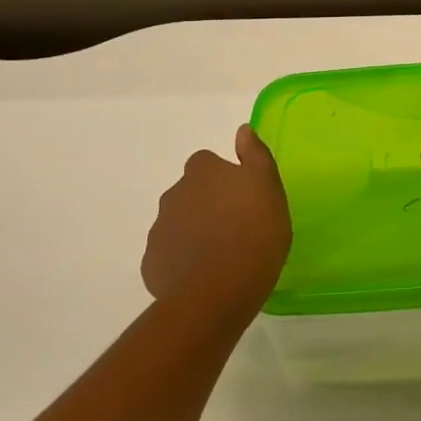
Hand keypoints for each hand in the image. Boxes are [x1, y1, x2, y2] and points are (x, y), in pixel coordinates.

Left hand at [141, 124, 291, 316]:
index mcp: (202, 172)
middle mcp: (173, 194)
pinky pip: (170, 255)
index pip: (207, 163)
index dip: (224, 177)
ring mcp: (159, 230)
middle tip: (236, 226)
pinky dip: (183, 260)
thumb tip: (242, 131)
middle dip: (207, 204)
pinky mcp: (153, 264)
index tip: (242, 196)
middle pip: (190, 193)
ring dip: (195, 231)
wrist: (218, 289)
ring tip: (222, 255)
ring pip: (178, 223)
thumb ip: (255, 155)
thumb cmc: (254, 232)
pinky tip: (205, 275)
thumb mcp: (268, 187)